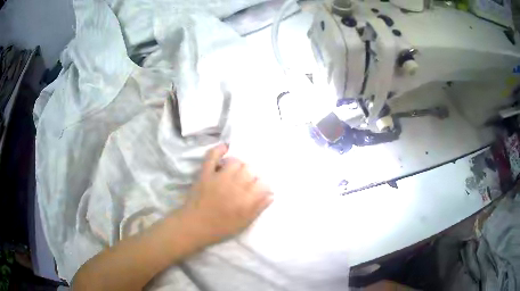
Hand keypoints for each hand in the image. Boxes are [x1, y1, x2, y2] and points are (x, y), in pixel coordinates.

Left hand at [181, 144, 272, 245]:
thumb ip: (258, 208)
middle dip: (252, 175)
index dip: (263, 186)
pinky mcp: (205, 173)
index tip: (259, 190)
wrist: (194, 226)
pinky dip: (219, 150)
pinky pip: (212, 156)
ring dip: (239, 166)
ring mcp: (218, 178)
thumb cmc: (219, 228)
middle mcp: (234, 186)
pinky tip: (225, 148)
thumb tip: (271, 195)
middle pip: (250, 170)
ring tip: (237, 172)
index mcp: (245, 200)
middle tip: (247, 183)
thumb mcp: (243, 224)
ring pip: (235, 162)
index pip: (262, 184)